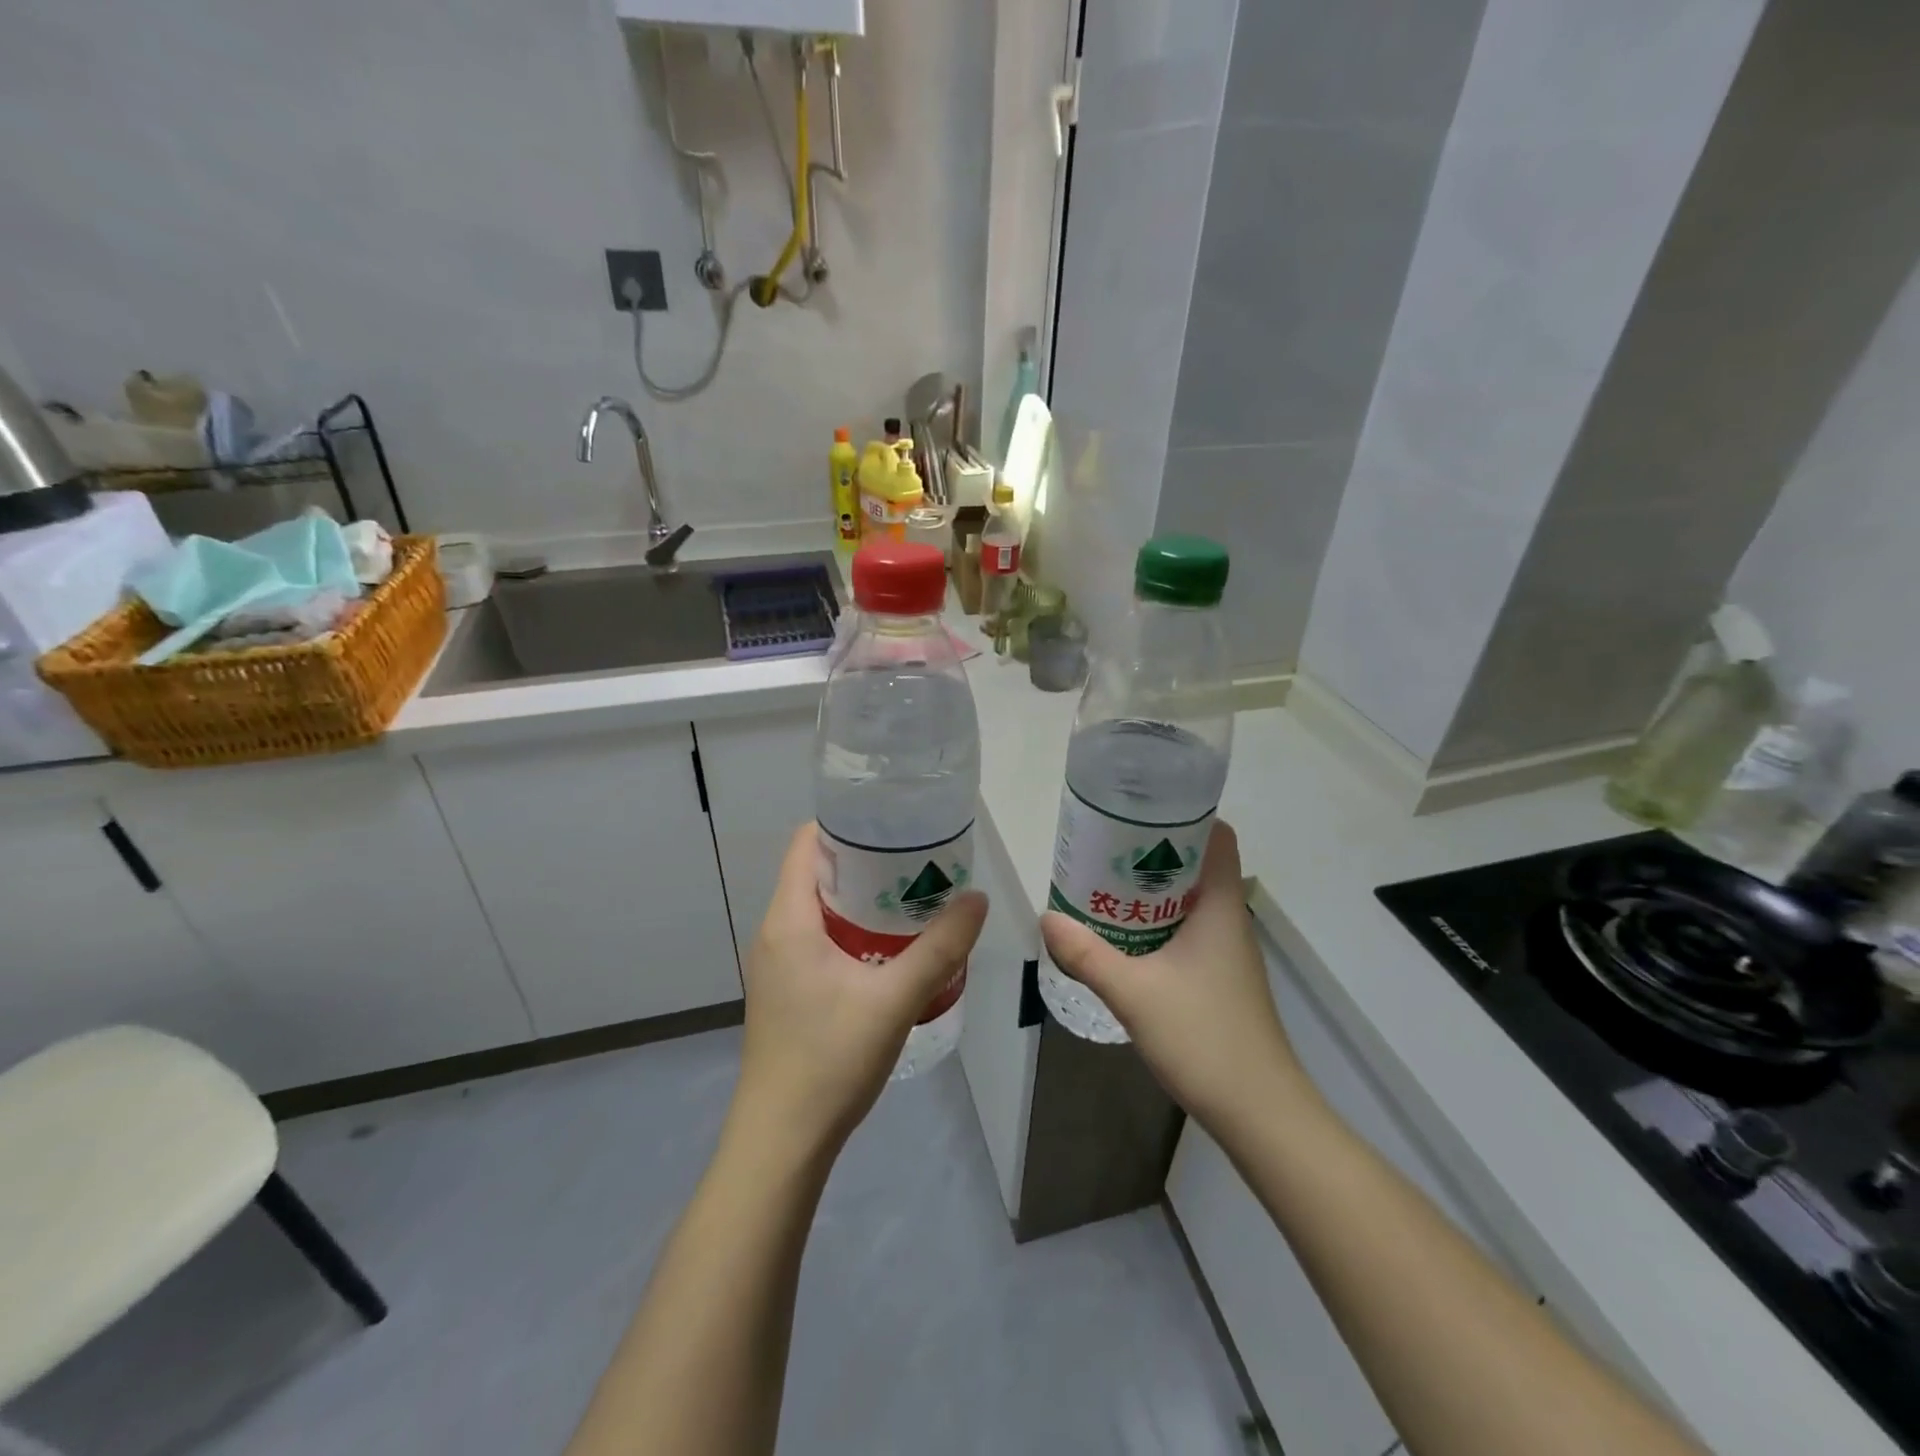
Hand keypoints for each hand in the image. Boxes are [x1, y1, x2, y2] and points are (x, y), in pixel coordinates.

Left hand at [731, 824, 987, 1158]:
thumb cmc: (830, 1059)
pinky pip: (820, 938)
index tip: (894, 821)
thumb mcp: (895, 999)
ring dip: (863, 898)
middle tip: (918, 858)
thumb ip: (940, 948)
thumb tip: (978, 899)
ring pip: (820, 908)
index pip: (808, 843)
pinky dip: (854, 929)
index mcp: (789, 918)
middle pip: (817, 872)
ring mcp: (778, 963)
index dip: (847, 823)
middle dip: (866, 860)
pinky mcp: (787, 989)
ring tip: (913, 895)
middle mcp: (775, 931)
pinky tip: (891, 947)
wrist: (782, 1140)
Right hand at [1040, 820, 1317, 1134]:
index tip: (1137, 811)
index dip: (1183, 816)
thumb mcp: (1134, 993)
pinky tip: (1123, 937)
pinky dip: (1157, 923)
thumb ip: (1087, 954)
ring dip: (1151, 890)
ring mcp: (1227, 952)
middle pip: (1196, 865)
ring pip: (1189, 900)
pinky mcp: (1220, 978)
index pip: (1217, 836)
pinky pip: (1187, 931)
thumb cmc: (1204, 1038)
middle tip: (1103, 846)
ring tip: (1103, 884)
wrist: (1260, 1113)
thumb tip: (1047, 917)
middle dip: (1151, 851)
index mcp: (1221, 907)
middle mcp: (1229, 920)